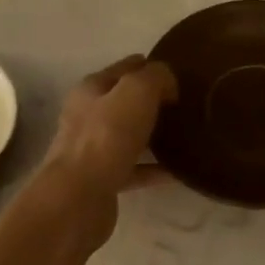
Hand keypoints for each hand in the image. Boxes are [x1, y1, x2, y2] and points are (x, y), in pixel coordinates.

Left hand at [36, 54, 177, 238]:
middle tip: (185, 106)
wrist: (79, 197)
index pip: (124, 68)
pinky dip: (154, 168)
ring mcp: (93, 151)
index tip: (179, 75)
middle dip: (152, 102)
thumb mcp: (136, 92)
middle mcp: (87, 117)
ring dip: (153, 135)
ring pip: (129, 136)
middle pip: (124, 103)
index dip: (150, 67)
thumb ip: (155, 78)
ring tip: (184, 135)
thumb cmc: (106, 137)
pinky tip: (178, 170)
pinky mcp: (102, 180)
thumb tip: (168, 84)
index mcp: (91, 90)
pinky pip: (135, 169)